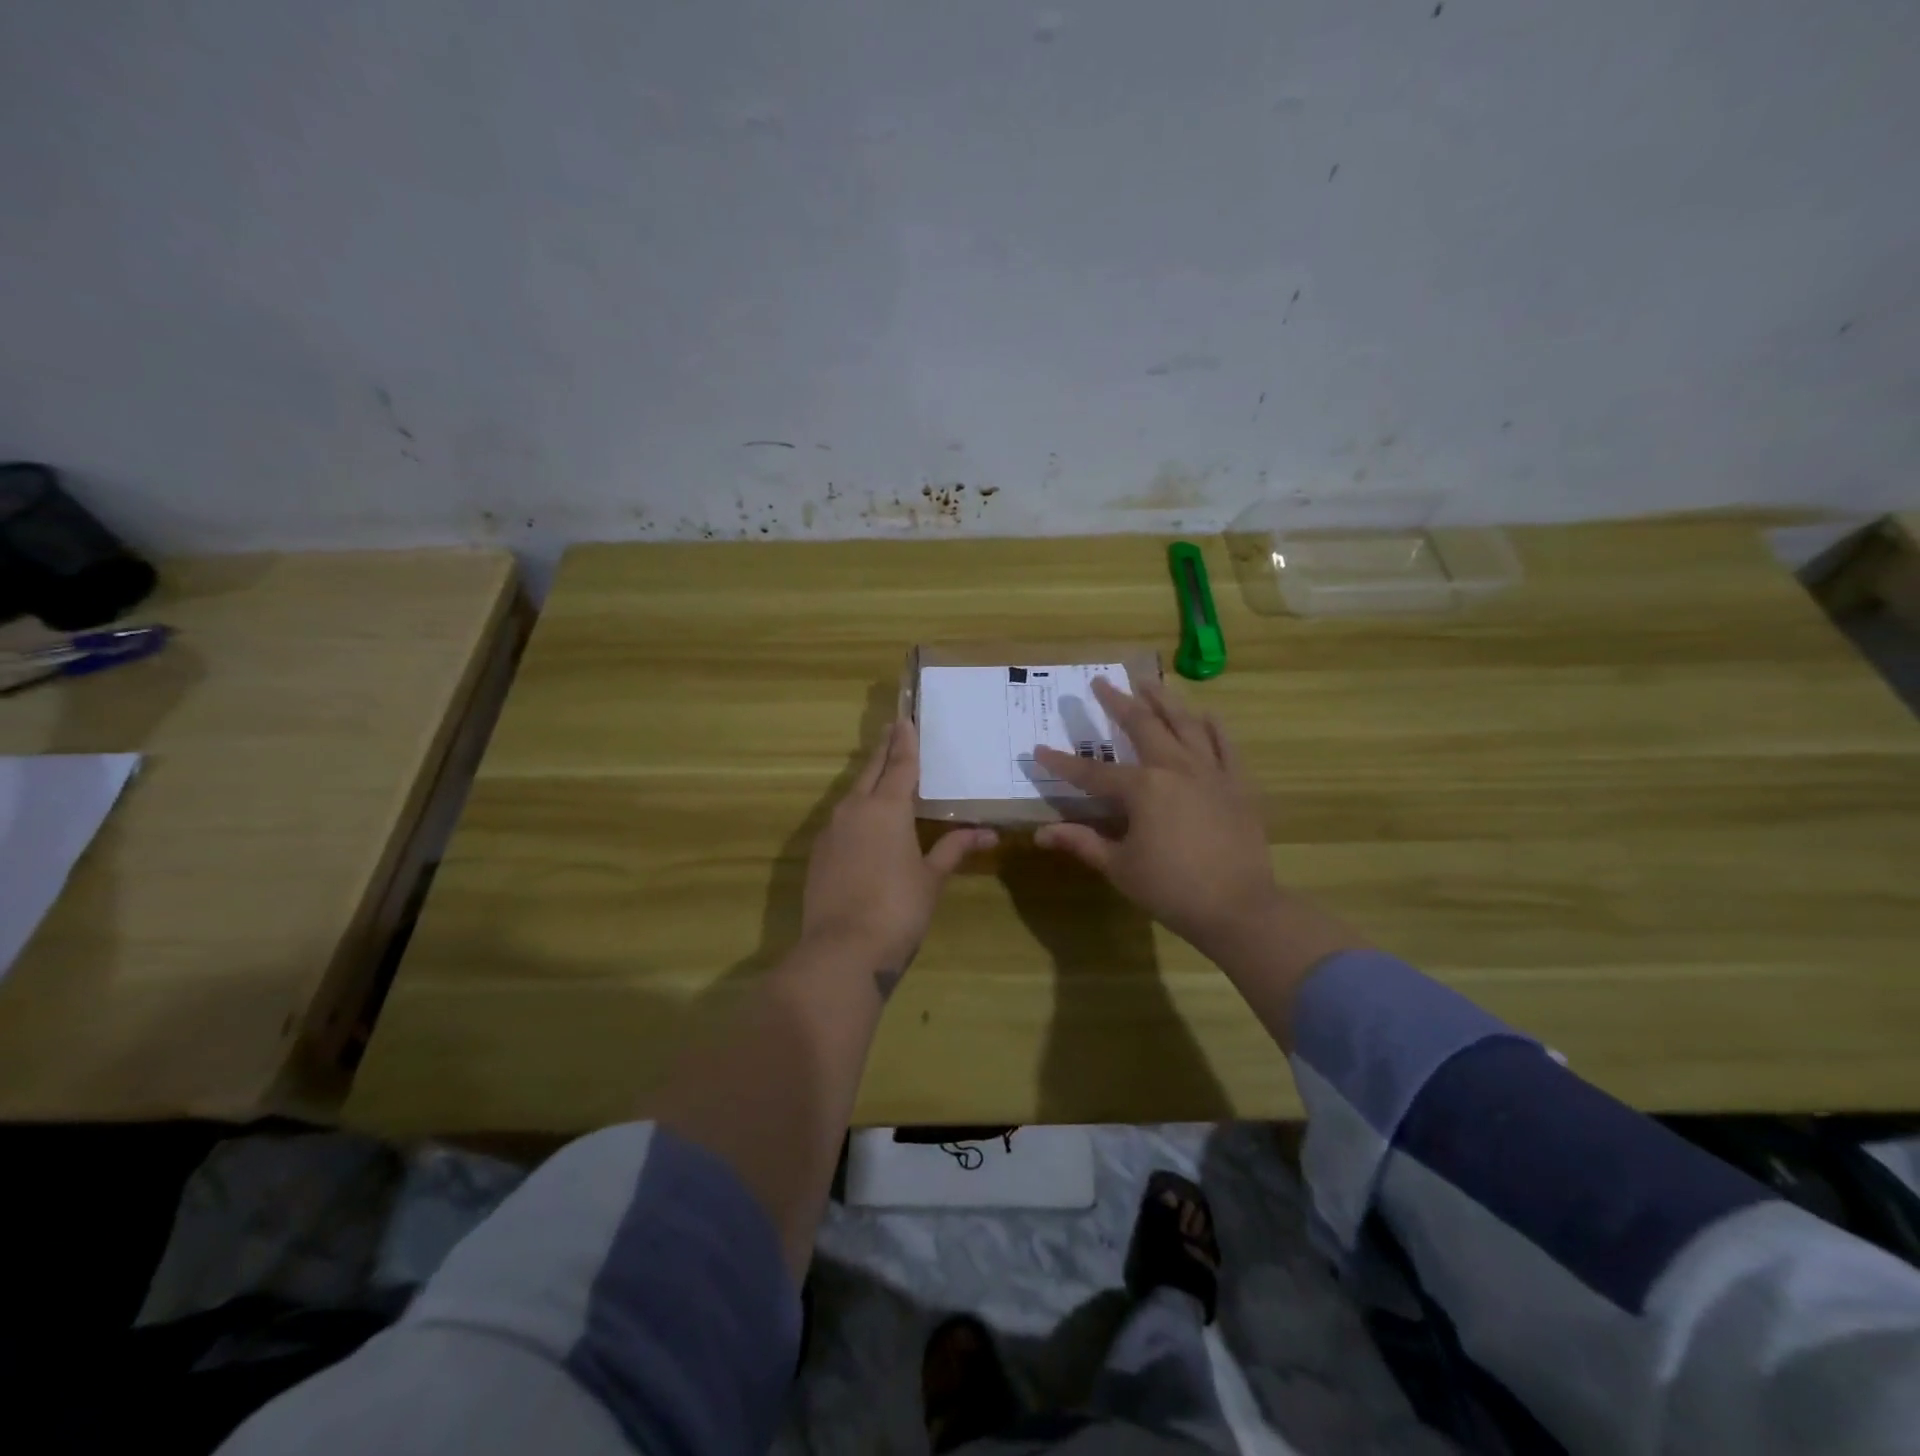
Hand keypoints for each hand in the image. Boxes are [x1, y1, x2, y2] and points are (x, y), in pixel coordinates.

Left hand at [801, 718, 996, 984]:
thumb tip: (987, 833)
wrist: (842, 950)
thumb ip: (954, 849)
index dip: (905, 741)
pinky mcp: (819, 853)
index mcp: (887, 808)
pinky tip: (864, 822)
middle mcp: (855, 809)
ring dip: (868, 779)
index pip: (899, 764)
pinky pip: (841, 819)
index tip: (904, 718)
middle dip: (884, 750)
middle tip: (892, 730)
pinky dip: (856, 809)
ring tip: (882, 773)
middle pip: (870, 770)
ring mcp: (832, 831)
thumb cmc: (898, 909)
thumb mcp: (932, 878)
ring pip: (852, 793)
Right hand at [1032, 678, 1283, 960]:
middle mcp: (1175, 768)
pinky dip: (1213, 727)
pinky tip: (1204, 714)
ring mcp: (1210, 771)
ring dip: (1163, 700)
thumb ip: (1082, 843)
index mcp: (1142, 788)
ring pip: (1184, 724)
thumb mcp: (1119, 867)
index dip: (1062, 763)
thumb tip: (1041, 834)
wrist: (1240, 908)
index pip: (1092, 773)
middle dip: (1117, 702)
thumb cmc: (1172, 889)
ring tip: (1148, 681)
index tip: (1038, 749)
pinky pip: (1225, 745)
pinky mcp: (1237, 783)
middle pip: (1141, 726)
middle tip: (1101, 681)